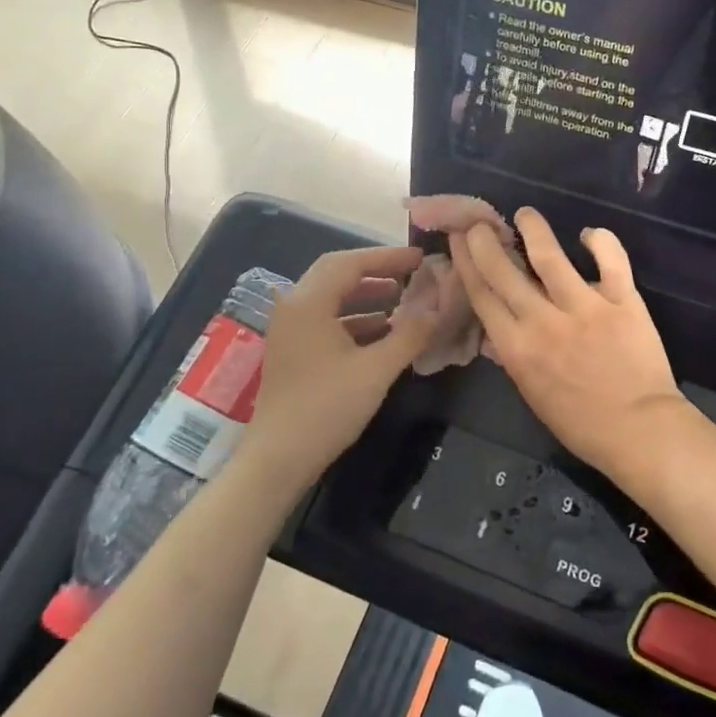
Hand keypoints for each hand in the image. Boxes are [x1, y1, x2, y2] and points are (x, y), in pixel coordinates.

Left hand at [243, 245, 440, 488]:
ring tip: (401, 299)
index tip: (420, 258)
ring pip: (331, 297)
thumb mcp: (376, 370)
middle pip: (337, 273)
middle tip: (410, 272)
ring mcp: (290, 329)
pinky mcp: (292, 350)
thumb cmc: (326, 408)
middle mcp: (294, 307)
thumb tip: (437, 308)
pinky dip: (354, 317)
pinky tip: (381, 331)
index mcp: (309, 302)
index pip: (351, 263)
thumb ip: (410, 334)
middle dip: (376, 270)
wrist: (278, 459)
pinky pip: (326, 319)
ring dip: (366, 294)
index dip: (388, 257)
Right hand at [453, 208, 685, 477]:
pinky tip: (589, 233)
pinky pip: (610, 259)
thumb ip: (516, 354)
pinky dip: (600, 240)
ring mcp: (583, 306)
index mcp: (516, 347)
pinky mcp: (622, 300)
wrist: (638, 431)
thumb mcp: (532, 392)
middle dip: (485, 240)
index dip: (466, 263)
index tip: (459, 240)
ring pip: (550, 255)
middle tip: (479, 222)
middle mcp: (542, 320)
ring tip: (526, 214)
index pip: (482, 295)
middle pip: (504, 270)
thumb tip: (502, 324)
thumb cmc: (581, 423)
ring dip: (533, 228)